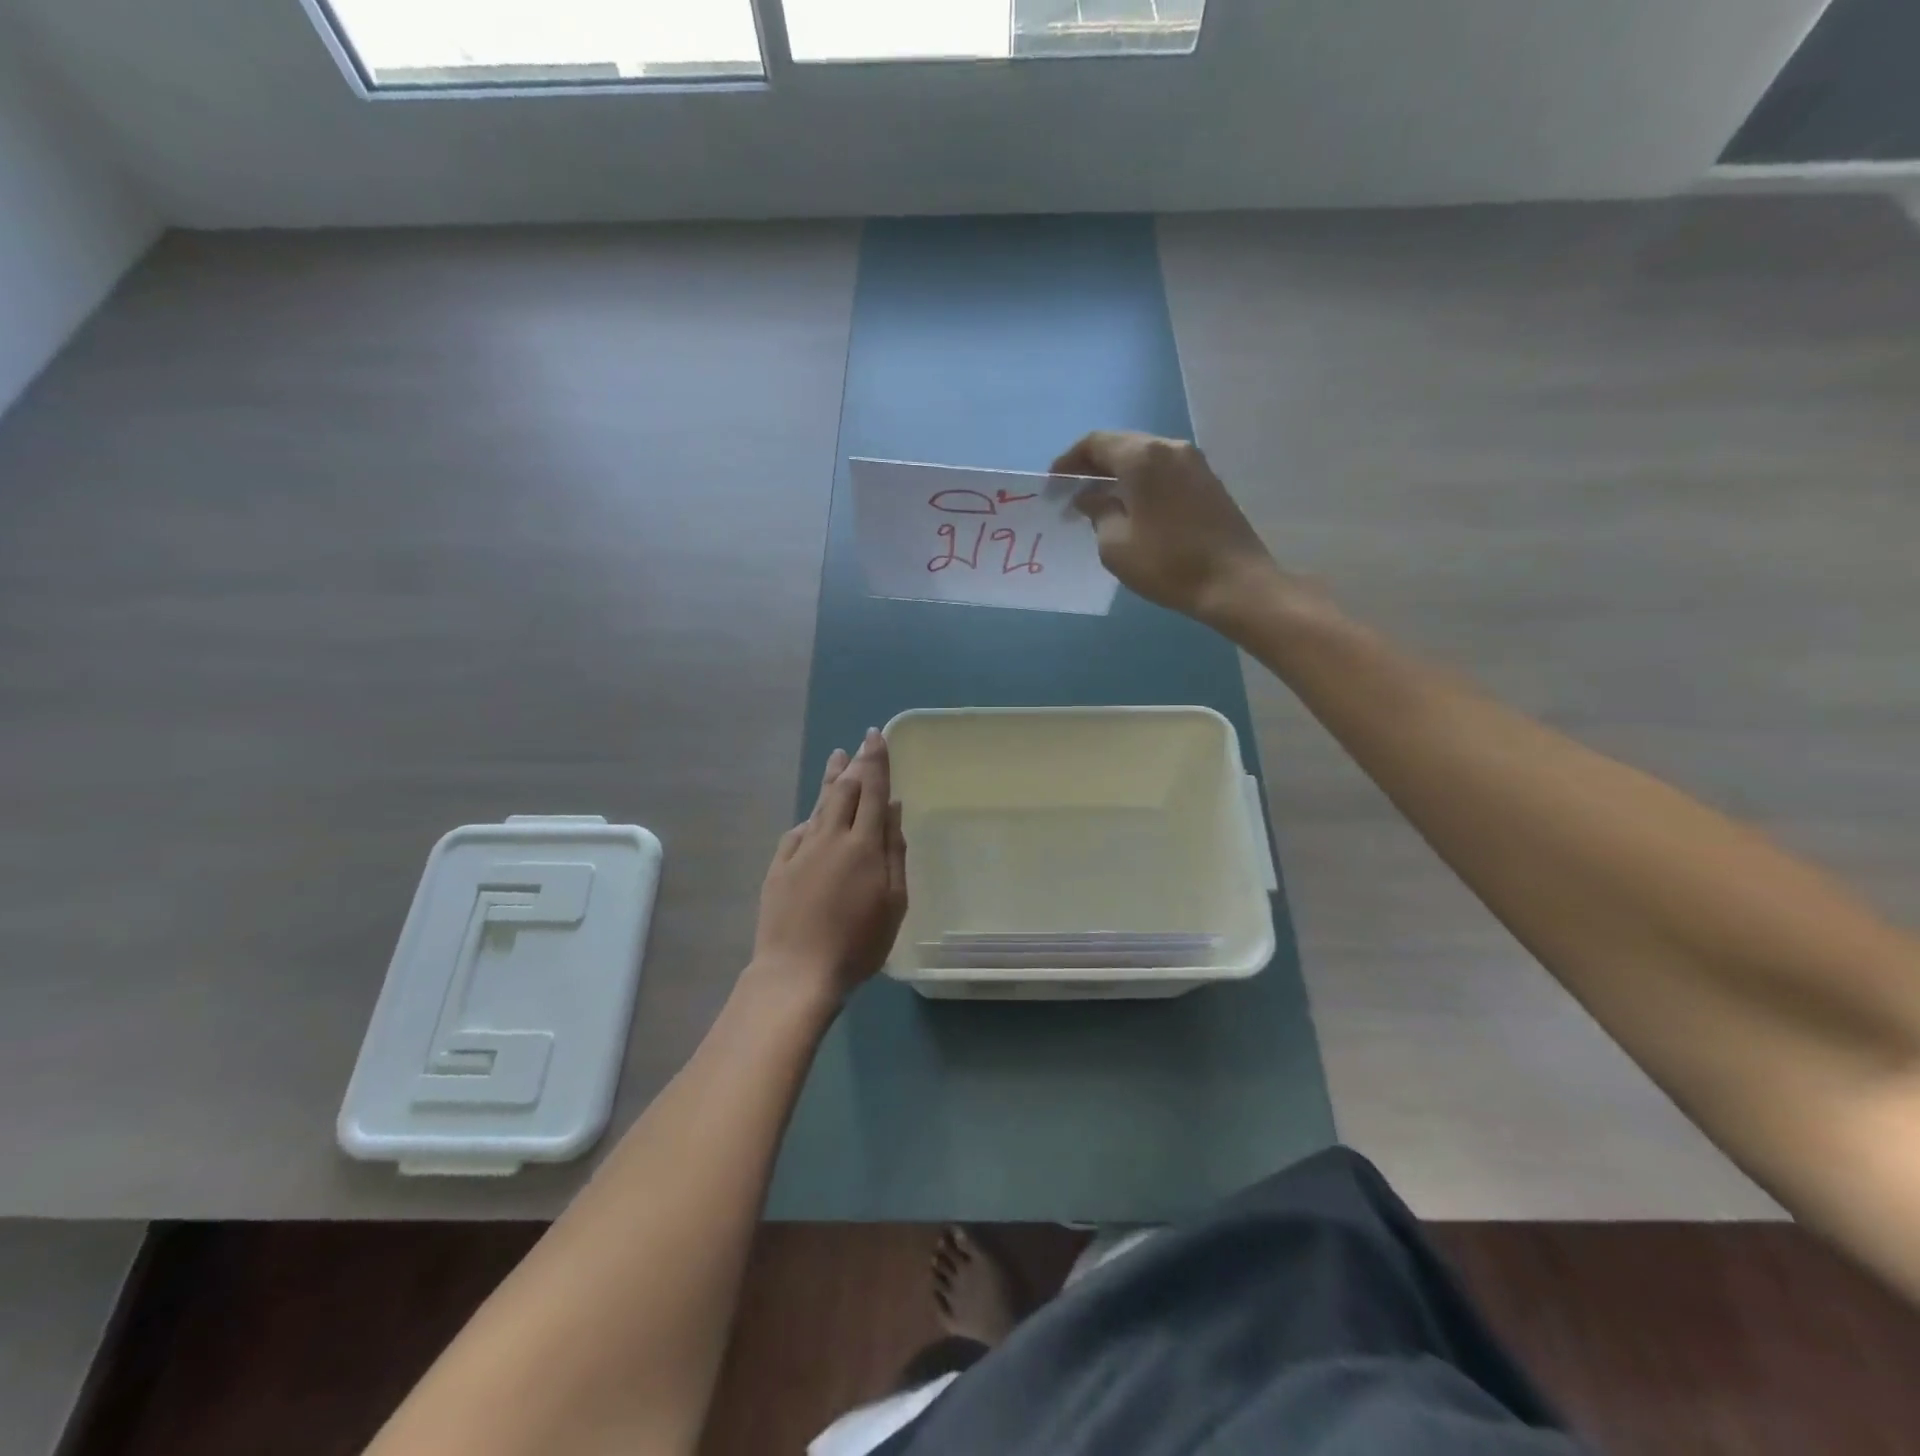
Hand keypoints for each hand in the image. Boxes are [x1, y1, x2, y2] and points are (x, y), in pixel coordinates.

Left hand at [750, 729, 907, 1006]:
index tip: (876, 736)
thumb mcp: (893, 902)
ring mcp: (800, 851)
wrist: (797, 971)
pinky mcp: (779, 867)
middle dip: (855, 764)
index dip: (876, 761)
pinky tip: (812, 816)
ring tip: (837, 758)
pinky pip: (797, 832)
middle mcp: (831, 837)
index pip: (872, 790)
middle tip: (860, 744)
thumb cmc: (858, 943)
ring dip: (830, 780)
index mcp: (864, 844)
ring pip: (818, 805)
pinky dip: (810, 818)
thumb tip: (893, 808)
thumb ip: (894, 851)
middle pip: (844, 790)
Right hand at [1052, 431, 1281, 630]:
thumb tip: (1090, 497)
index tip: (1054, 483)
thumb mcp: (1115, 544)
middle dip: (1093, 465)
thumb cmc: (1167, 563)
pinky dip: (1141, 481)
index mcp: (1142, 457)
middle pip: (1122, 444)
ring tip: (1099, 501)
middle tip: (1073, 491)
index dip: (1069, 460)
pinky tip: (1131, 507)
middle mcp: (1169, 447)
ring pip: (1145, 457)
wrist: (1234, 582)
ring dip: (1119, 473)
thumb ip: (1098, 512)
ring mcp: (1194, 462)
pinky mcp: (1208, 481)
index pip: (1096, 443)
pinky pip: (1164, 470)